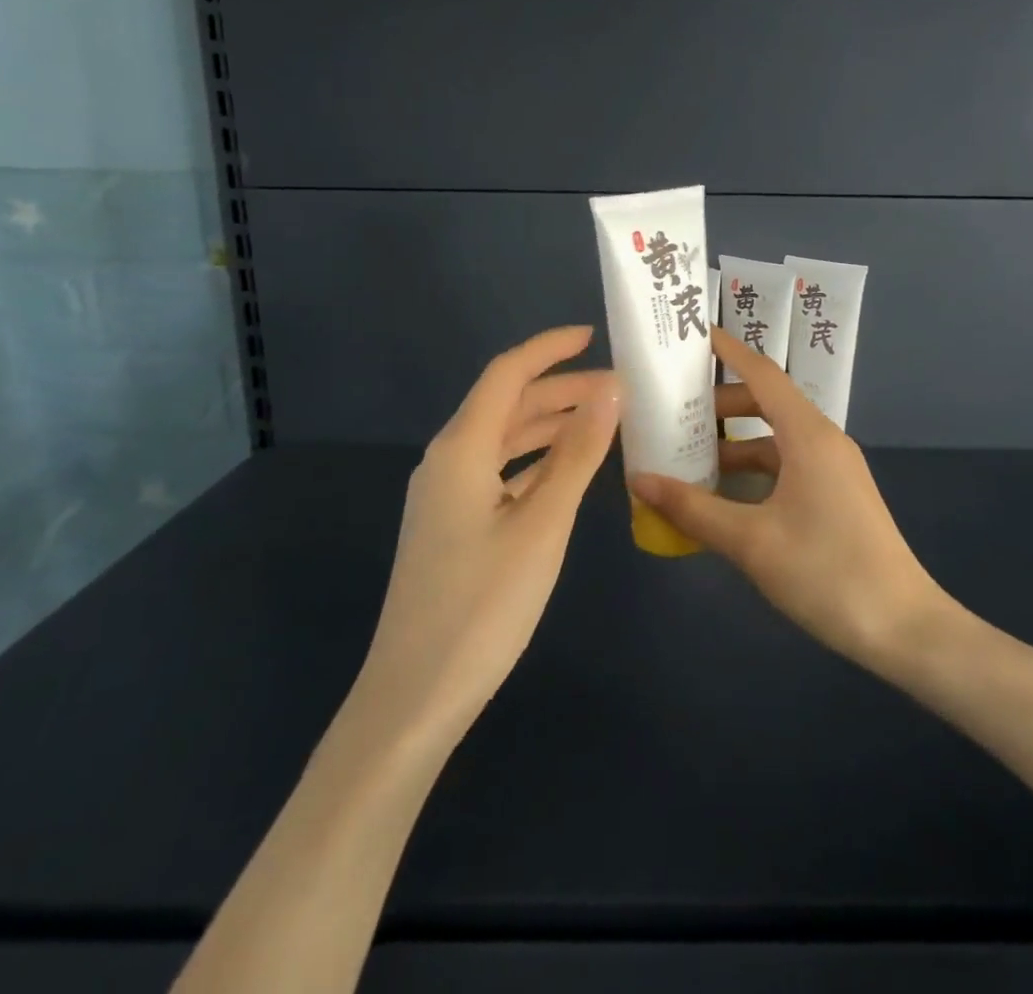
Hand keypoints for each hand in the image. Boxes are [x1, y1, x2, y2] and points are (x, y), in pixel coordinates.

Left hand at [358, 325, 619, 750]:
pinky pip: (499, 471)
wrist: (414, 698)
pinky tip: (567, 471)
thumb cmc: (483, 606)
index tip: (594, 335)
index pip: (507, 373)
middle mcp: (447, 460)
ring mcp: (445, 494)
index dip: (550, 348)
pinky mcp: (451, 524)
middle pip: (507, 403)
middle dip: (561, 388)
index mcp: (461, 448)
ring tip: (603, 422)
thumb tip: (610, 390)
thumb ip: (577, 453)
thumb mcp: (543, 524)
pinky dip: (536, 460)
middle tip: (619, 389)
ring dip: (550, 424)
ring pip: (504, 438)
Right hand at [629, 332, 946, 669]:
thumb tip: (640, 480)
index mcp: (808, 435)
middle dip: (720, 404)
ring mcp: (834, 469)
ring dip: (734, 444)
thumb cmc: (826, 573)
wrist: (903, 629)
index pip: (762, 373)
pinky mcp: (836, 495)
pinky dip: (754, 471)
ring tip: (687, 457)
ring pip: (775, 439)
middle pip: (766, 403)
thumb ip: (693, 508)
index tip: (691, 336)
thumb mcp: (751, 542)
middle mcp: (823, 440)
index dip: (727, 351)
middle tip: (673, 411)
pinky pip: (787, 466)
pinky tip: (724, 497)